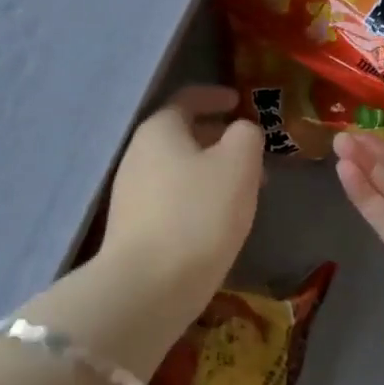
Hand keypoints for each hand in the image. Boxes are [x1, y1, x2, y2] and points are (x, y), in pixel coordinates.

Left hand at [104, 86, 263, 298]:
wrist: (147, 288)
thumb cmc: (198, 214)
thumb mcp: (238, 164)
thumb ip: (246, 135)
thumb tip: (241, 131)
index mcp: (159, 129)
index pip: (187, 98)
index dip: (215, 96)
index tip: (239, 101)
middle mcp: (137, 154)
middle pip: (182, 134)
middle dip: (219, 139)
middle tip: (252, 152)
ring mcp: (130, 193)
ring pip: (178, 169)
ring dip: (211, 171)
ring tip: (244, 189)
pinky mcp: (133, 228)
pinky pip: (171, 198)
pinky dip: (197, 197)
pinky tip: (218, 219)